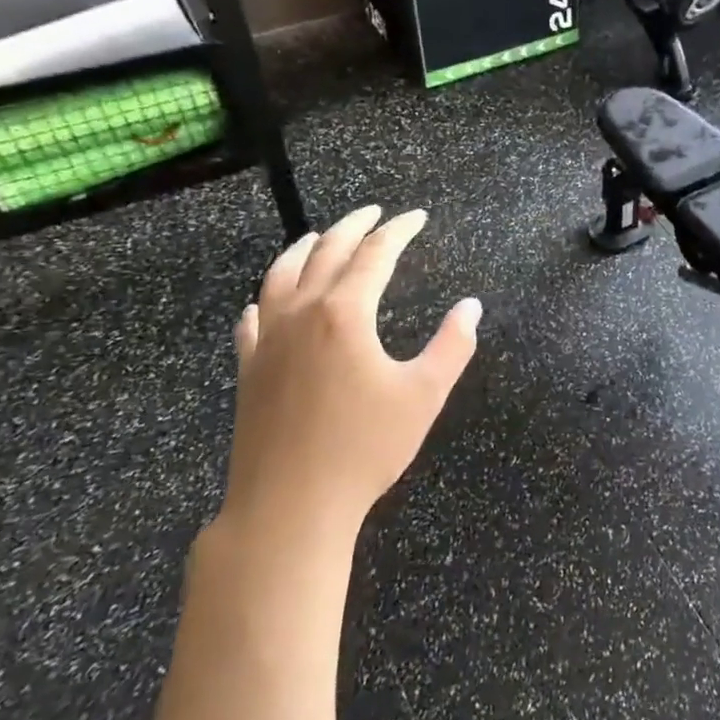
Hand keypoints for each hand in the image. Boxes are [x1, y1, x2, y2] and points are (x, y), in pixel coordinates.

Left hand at [220, 205, 480, 543]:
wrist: (289, 506)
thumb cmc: (364, 448)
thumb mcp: (424, 395)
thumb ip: (452, 345)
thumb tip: (471, 307)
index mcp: (345, 313)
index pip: (375, 254)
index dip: (399, 231)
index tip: (417, 217)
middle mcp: (302, 313)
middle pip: (326, 252)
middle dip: (354, 226)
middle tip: (374, 212)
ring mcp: (268, 340)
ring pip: (281, 276)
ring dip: (303, 249)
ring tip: (318, 236)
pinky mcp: (248, 369)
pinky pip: (253, 319)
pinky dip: (265, 299)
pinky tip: (265, 301)